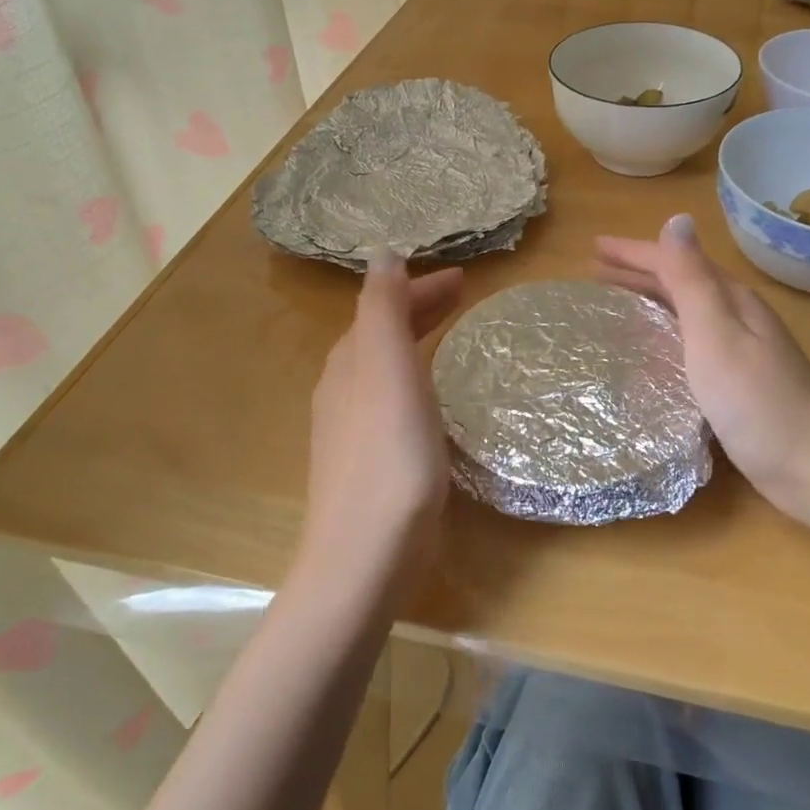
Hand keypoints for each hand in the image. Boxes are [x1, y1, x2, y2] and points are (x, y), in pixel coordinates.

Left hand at [298, 253, 463, 600]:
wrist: (364, 556)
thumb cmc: (388, 457)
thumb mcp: (387, 370)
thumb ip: (383, 309)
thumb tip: (381, 253)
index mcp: (350, 361)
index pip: (383, 305)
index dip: (420, 286)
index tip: (465, 278)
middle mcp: (344, 388)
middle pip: (382, 333)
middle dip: (420, 308)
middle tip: (465, 296)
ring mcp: (351, 428)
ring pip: (386, 366)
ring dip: (417, 340)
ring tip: (452, 336)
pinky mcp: (367, 461)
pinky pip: (393, 399)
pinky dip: (415, 378)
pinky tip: (433, 398)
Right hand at [598, 214, 809, 530]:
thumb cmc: (757, 401)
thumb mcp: (716, 334)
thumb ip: (691, 279)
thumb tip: (676, 218)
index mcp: (731, 299)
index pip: (675, 261)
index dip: (633, 252)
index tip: (592, 248)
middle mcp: (738, 317)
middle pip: (681, 283)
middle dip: (638, 272)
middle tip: (596, 271)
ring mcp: (742, 350)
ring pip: (686, 312)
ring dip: (650, 300)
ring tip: (615, 301)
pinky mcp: (739, 382)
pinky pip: (691, 343)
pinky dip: (665, 334)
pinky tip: (651, 351)